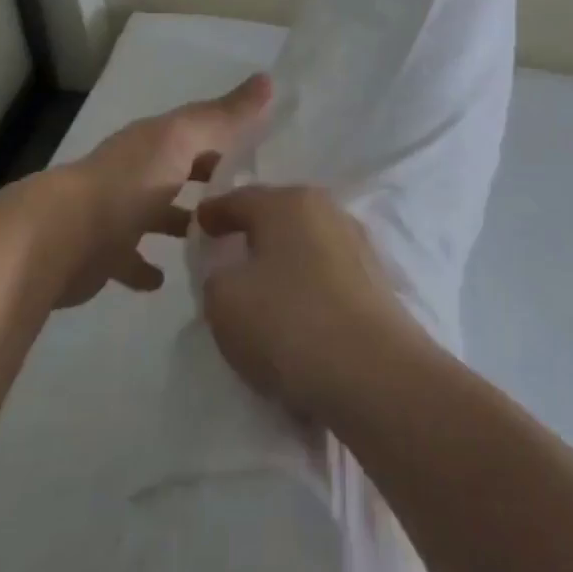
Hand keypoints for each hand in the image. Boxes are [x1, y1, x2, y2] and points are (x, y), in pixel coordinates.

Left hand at [48, 74, 270, 308]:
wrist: (61, 238)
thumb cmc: (129, 183)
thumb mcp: (183, 140)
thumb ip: (224, 115)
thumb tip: (268, 79)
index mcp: (155, 142)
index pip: (200, 132)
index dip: (230, 137)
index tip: (266, 151)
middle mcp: (136, 172)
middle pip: (180, 171)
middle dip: (210, 180)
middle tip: (252, 200)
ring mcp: (117, 214)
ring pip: (159, 215)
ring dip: (183, 223)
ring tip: (223, 240)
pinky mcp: (104, 254)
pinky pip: (132, 260)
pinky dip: (147, 268)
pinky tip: (167, 279)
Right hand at [194, 184, 424, 417]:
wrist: (374, 373)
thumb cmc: (289, 323)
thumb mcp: (224, 300)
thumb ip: (216, 274)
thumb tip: (233, 270)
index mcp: (289, 202)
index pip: (240, 198)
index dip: (213, 212)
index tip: (197, 224)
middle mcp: (328, 211)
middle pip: (278, 215)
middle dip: (253, 230)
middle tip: (227, 250)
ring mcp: (357, 245)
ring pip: (305, 243)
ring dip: (283, 258)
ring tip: (259, 284)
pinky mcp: (375, 281)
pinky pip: (326, 273)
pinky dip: (306, 283)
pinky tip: (295, 306)